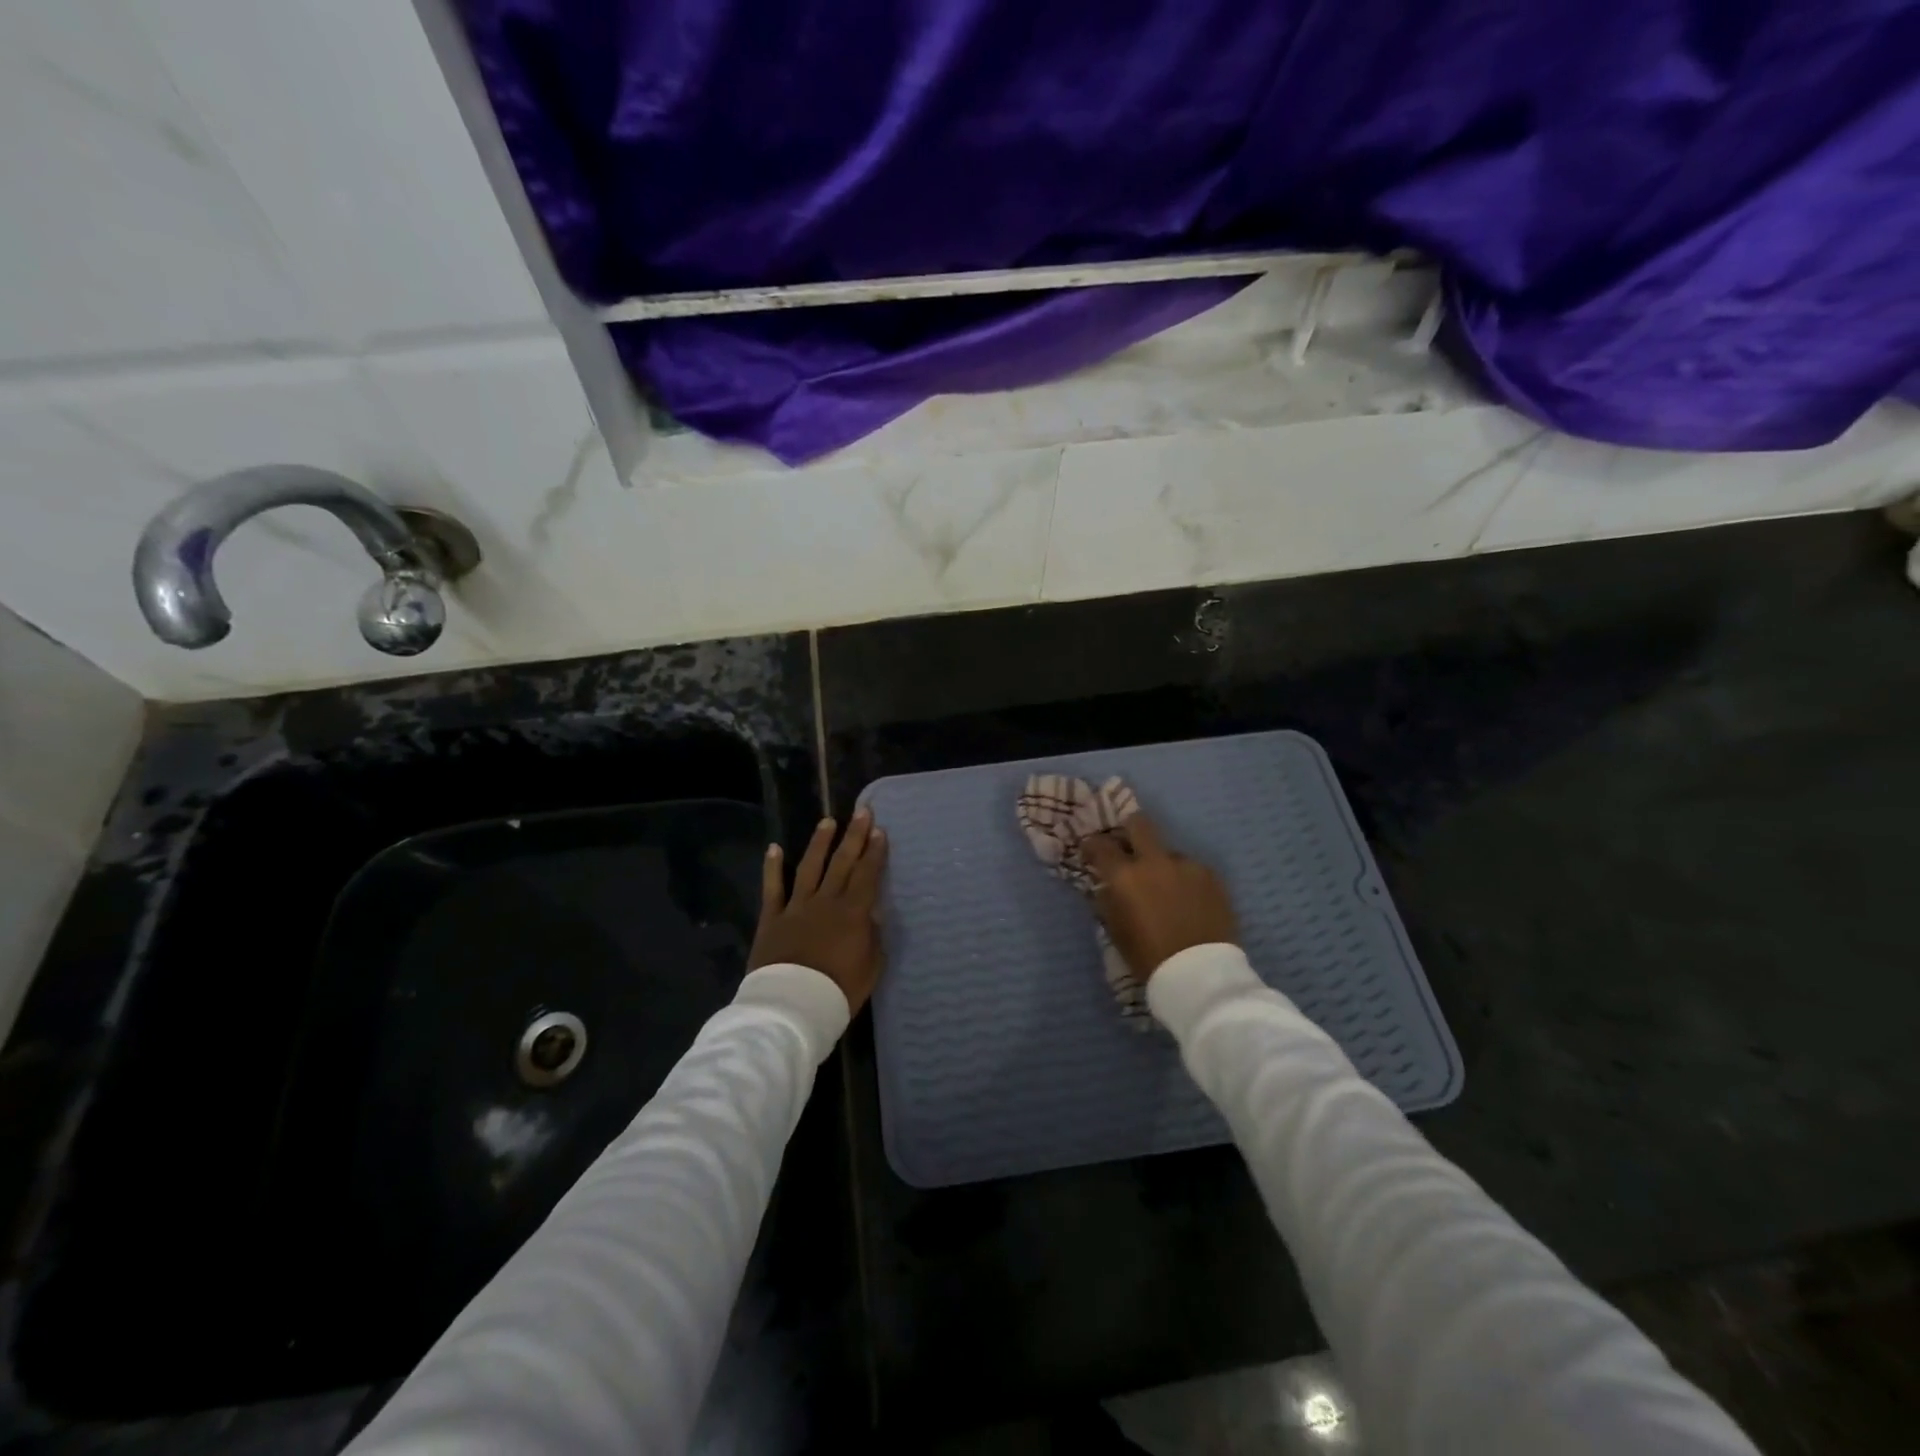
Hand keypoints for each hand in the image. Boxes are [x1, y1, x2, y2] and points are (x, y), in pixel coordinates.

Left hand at [749, 809, 888, 1012]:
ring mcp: (797, 907)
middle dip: (854, 836)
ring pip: (810, 867)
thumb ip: (873, 936)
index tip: (880, 831)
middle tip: (861, 812)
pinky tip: (774, 848)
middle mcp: (826, 901)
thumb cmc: (839, 990)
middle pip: (842, 862)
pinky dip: (773, 867)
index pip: (867, 875)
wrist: (793, 1005)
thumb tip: (871, 915)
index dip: (874, 852)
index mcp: (853, 912)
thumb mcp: (871, 966)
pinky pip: (773, 888)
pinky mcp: (772, 918)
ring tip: (828, 822)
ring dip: (820, 843)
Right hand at [1083, 814, 1236, 981]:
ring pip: (1169, 852)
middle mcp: (1155, 862)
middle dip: (1130, 829)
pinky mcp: (1212, 876)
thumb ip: (1108, 900)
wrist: (1200, 975)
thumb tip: (1106, 885)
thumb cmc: (1149, 957)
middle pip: (1139, 823)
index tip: (1091, 852)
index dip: (1092, 845)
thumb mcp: (1116, 931)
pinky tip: (1189, 901)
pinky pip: (1192, 869)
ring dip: (1162, 864)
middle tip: (1128, 846)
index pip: (1100, 845)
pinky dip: (1185, 880)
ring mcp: (1187, 866)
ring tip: (1167, 889)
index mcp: (1125, 876)